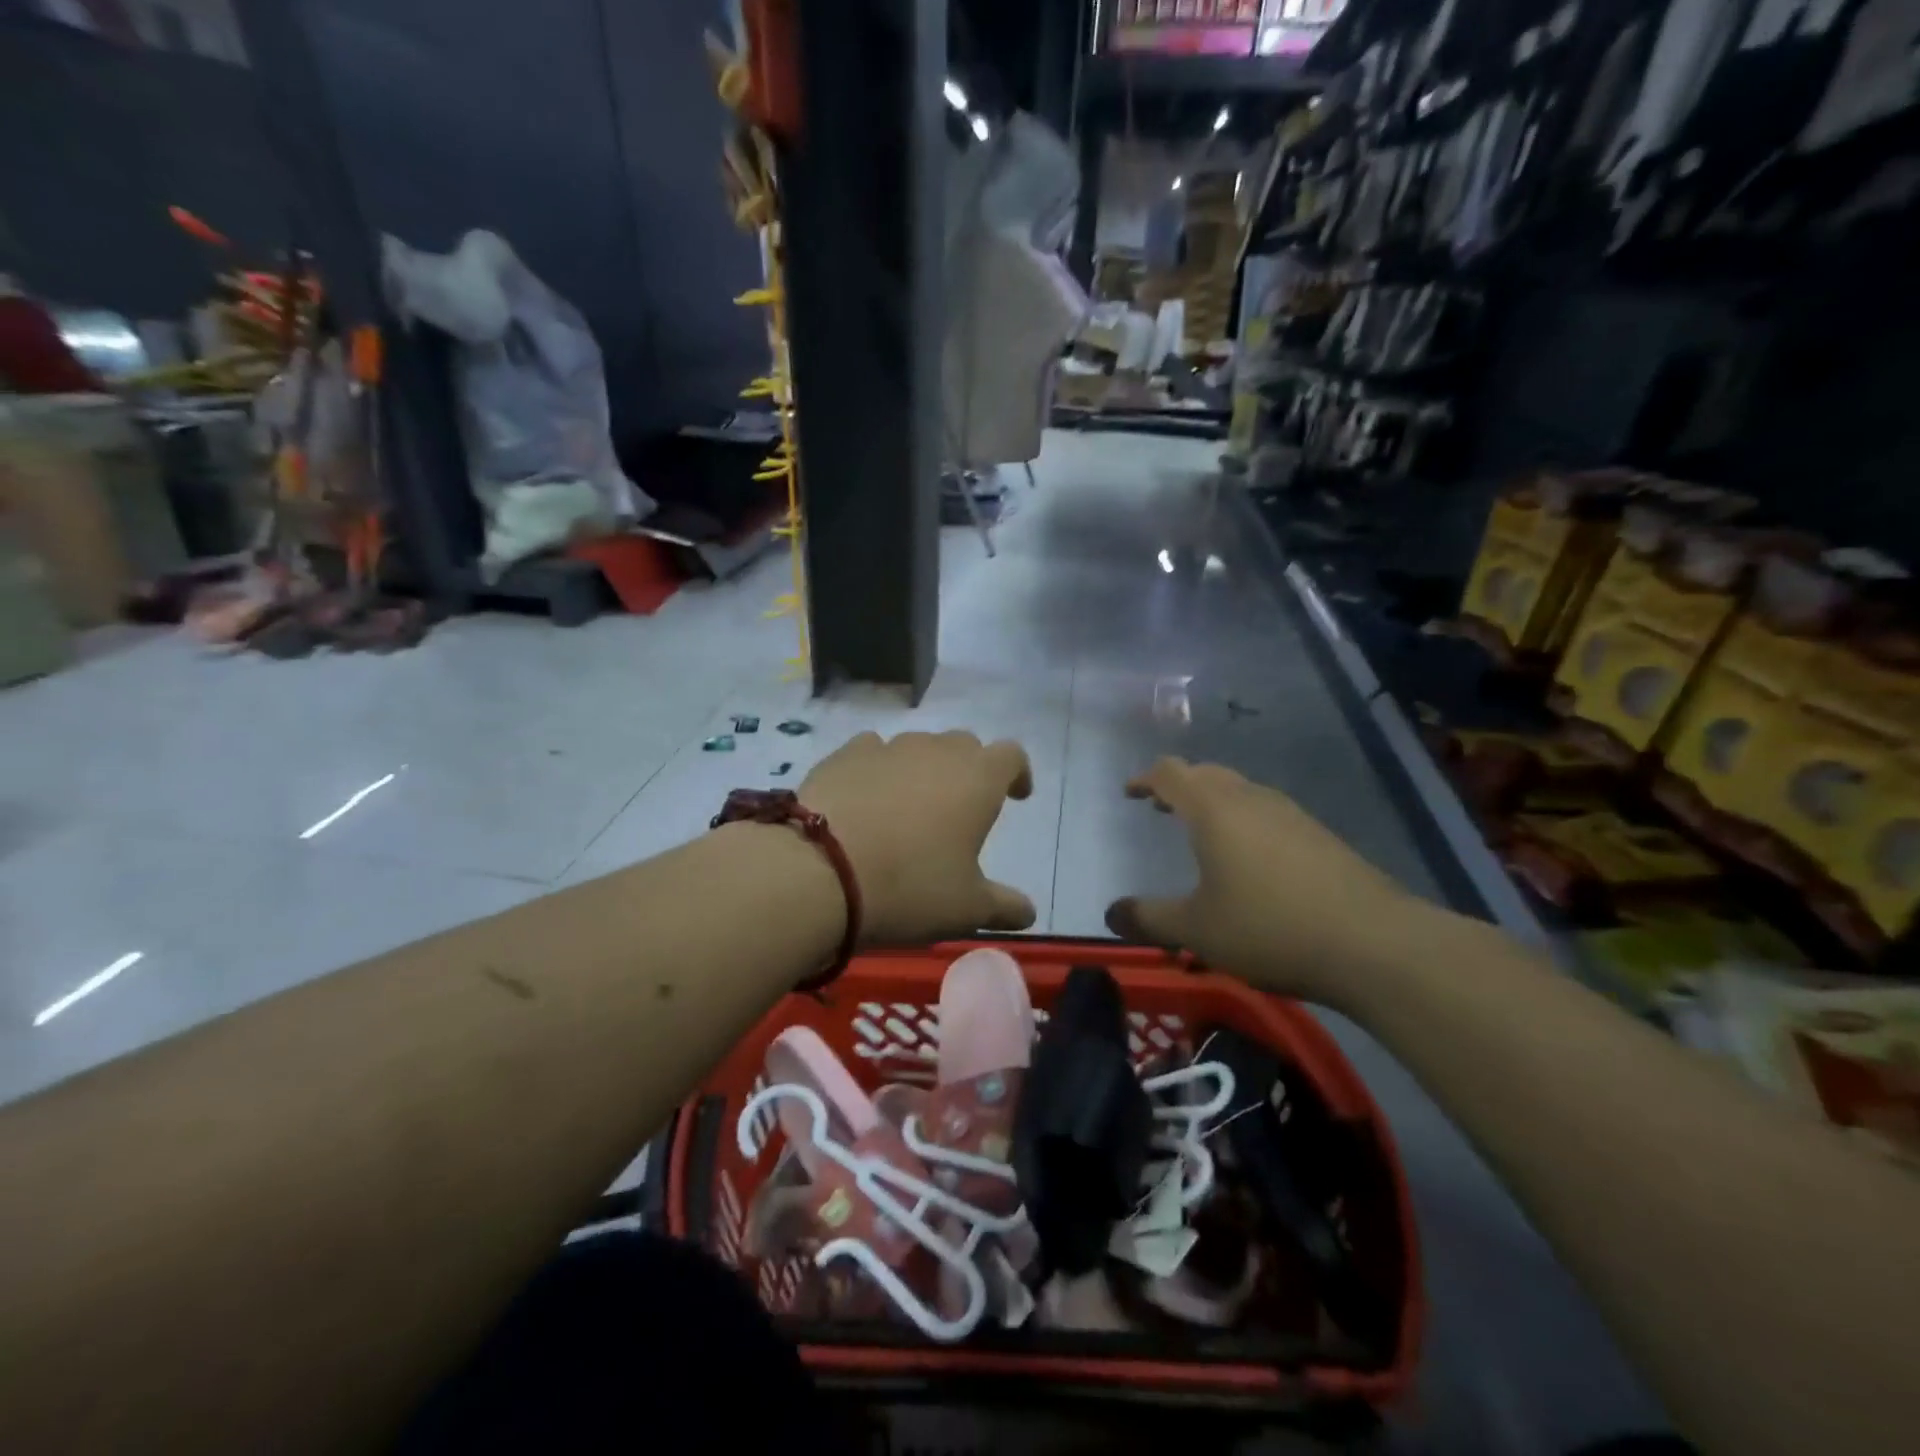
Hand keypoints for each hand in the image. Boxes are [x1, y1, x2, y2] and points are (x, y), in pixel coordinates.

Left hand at [799, 731, 1037, 945]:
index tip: (1015, 796)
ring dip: (923, 769)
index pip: (1011, 756)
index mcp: (977, 779)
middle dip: (970, 769)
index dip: (1017, 774)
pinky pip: (872, 751)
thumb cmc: (909, 887)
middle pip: (964, 745)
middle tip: (961, 807)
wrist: (818, 870)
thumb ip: (1004, 906)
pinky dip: (878, 769)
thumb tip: (1028, 913)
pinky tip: (867, 798)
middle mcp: (936, 751)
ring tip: (910, 806)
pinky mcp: (844, 755)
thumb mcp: (966, 909)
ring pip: (917, 746)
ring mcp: (887, 748)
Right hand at [1106, 757, 1424, 1006]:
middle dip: (1179, 786)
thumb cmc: (1269, 928)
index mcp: (1214, 810)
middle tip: (1160, 807)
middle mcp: (1251, 799)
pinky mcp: (1320, 836)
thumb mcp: (1197, 931)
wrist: (1375, 944)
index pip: (1171, 773)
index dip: (1145, 778)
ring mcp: (1291, 815)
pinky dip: (1243, 820)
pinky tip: (1251, 860)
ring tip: (1201, 832)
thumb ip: (1149, 919)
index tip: (1129, 793)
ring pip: (1241, 791)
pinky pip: (1268, 813)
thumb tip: (1112, 913)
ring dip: (1213, 802)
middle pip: (1207, 774)